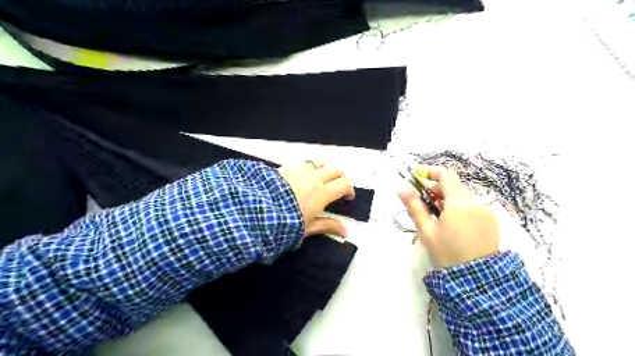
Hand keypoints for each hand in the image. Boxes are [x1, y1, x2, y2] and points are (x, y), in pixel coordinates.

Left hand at [279, 161, 354, 238]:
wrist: (256, 211)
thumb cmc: (285, 222)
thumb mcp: (307, 228)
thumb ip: (328, 226)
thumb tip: (345, 231)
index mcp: (323, 193)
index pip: (344, 184)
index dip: (349, 189)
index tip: (348, 197)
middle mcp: (314, 178)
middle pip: (335, 170)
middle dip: (341, 177)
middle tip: (338, 188)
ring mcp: (300, 170)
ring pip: (319, 162)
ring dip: (325, 168)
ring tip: (322, 177)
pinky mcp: (286, 167)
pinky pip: (303, 163)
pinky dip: (309, 167)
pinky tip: (303, 177)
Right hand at [401, 166, 501, 266]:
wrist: (478, 279)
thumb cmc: (447, 253)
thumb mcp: (427, 230)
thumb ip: (414, 206)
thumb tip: (402, 189)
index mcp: (459, 202)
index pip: (446, 175)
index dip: (431, 172)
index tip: (418, 176)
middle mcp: (476, 201)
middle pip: (454, 185)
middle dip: (438, 189)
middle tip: (425, 204)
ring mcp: (487, 210)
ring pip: (464, 195)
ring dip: (449, 199)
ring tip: (440, 218)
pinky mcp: (492, 220)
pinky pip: (474, 205)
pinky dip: (461, 207)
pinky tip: (455, 224)